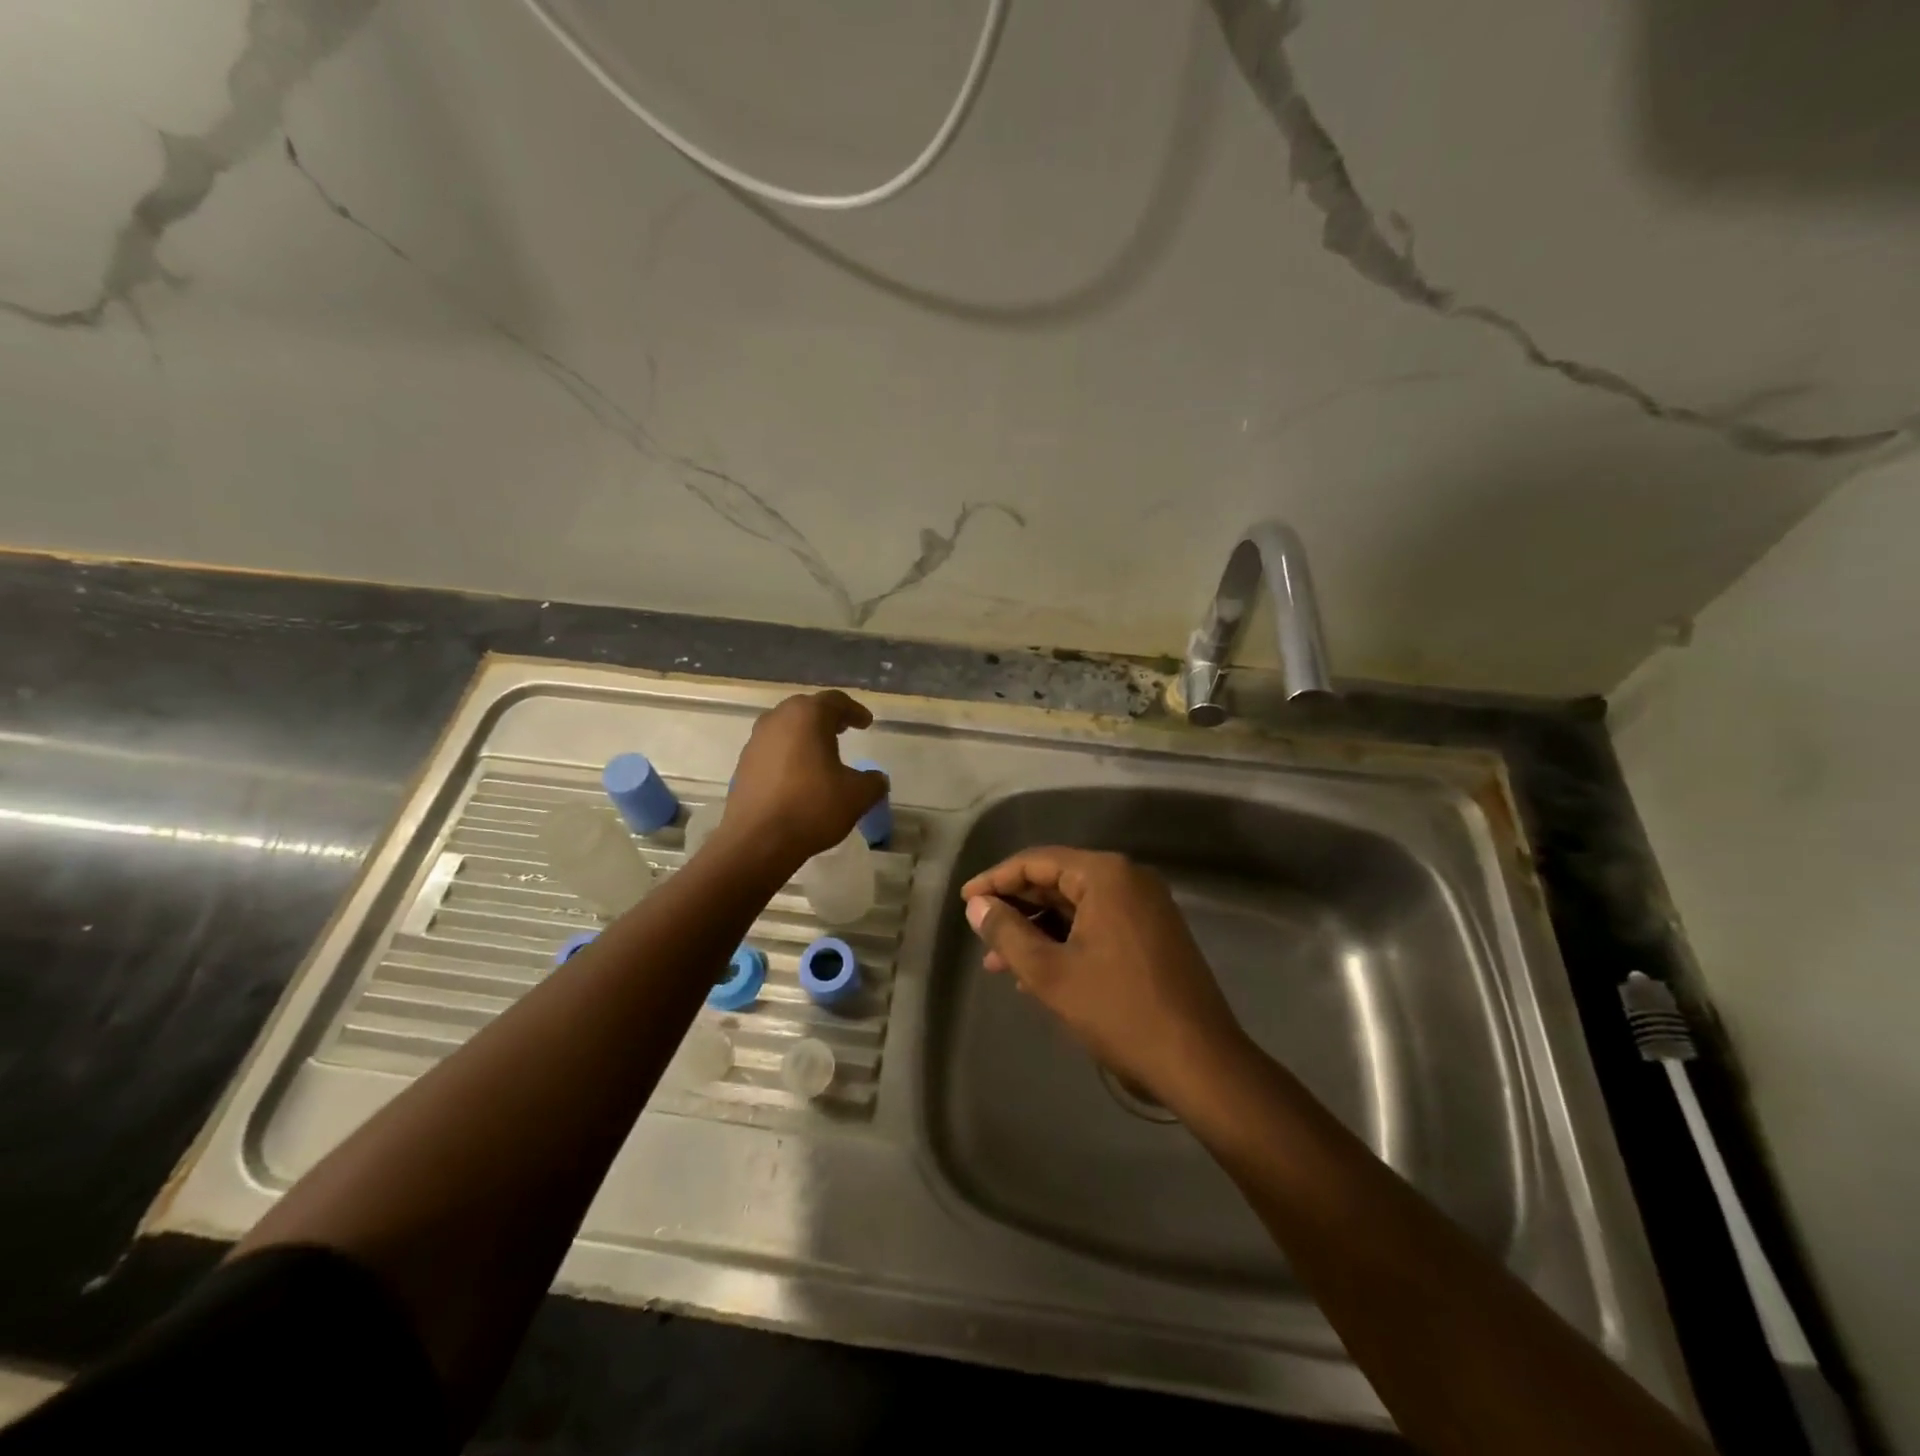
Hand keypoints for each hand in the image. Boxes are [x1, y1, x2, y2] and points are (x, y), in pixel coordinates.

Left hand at [716, 692, 886, 870]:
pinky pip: (772, 750)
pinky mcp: (743, 765)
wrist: (757, 841)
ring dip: (805, 735)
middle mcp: (777, 720)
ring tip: (821, 752)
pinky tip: (799, 776)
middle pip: (805, 709)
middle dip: (827, 718)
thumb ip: (873, 782)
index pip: (835, 701)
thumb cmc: (812, 807)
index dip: (854, 710)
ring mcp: (756, 742)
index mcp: (807, 717)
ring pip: (785, 728)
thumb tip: (876, 779)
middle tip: (843, 729)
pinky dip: (788, 754)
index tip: (866, 722)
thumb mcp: (857, 796)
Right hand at [961, 848, 1247, 1109]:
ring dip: (1037, 930)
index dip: (996, 879)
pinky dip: (1065, 941)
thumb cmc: (1119, 1011)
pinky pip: (1097, 923)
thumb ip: (1007, 933)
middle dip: (1016, 908)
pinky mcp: (1152, 933)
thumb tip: (976, 906)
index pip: (1037, 861)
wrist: (1199, 1062)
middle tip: (980, 933)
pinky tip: (1036, 972)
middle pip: (1057, 880)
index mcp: (1106, 875)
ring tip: (999, 962)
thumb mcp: (1051, 974)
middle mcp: (1129, 880)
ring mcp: (1145, 907)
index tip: (965, 901)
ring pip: (1076, 906)